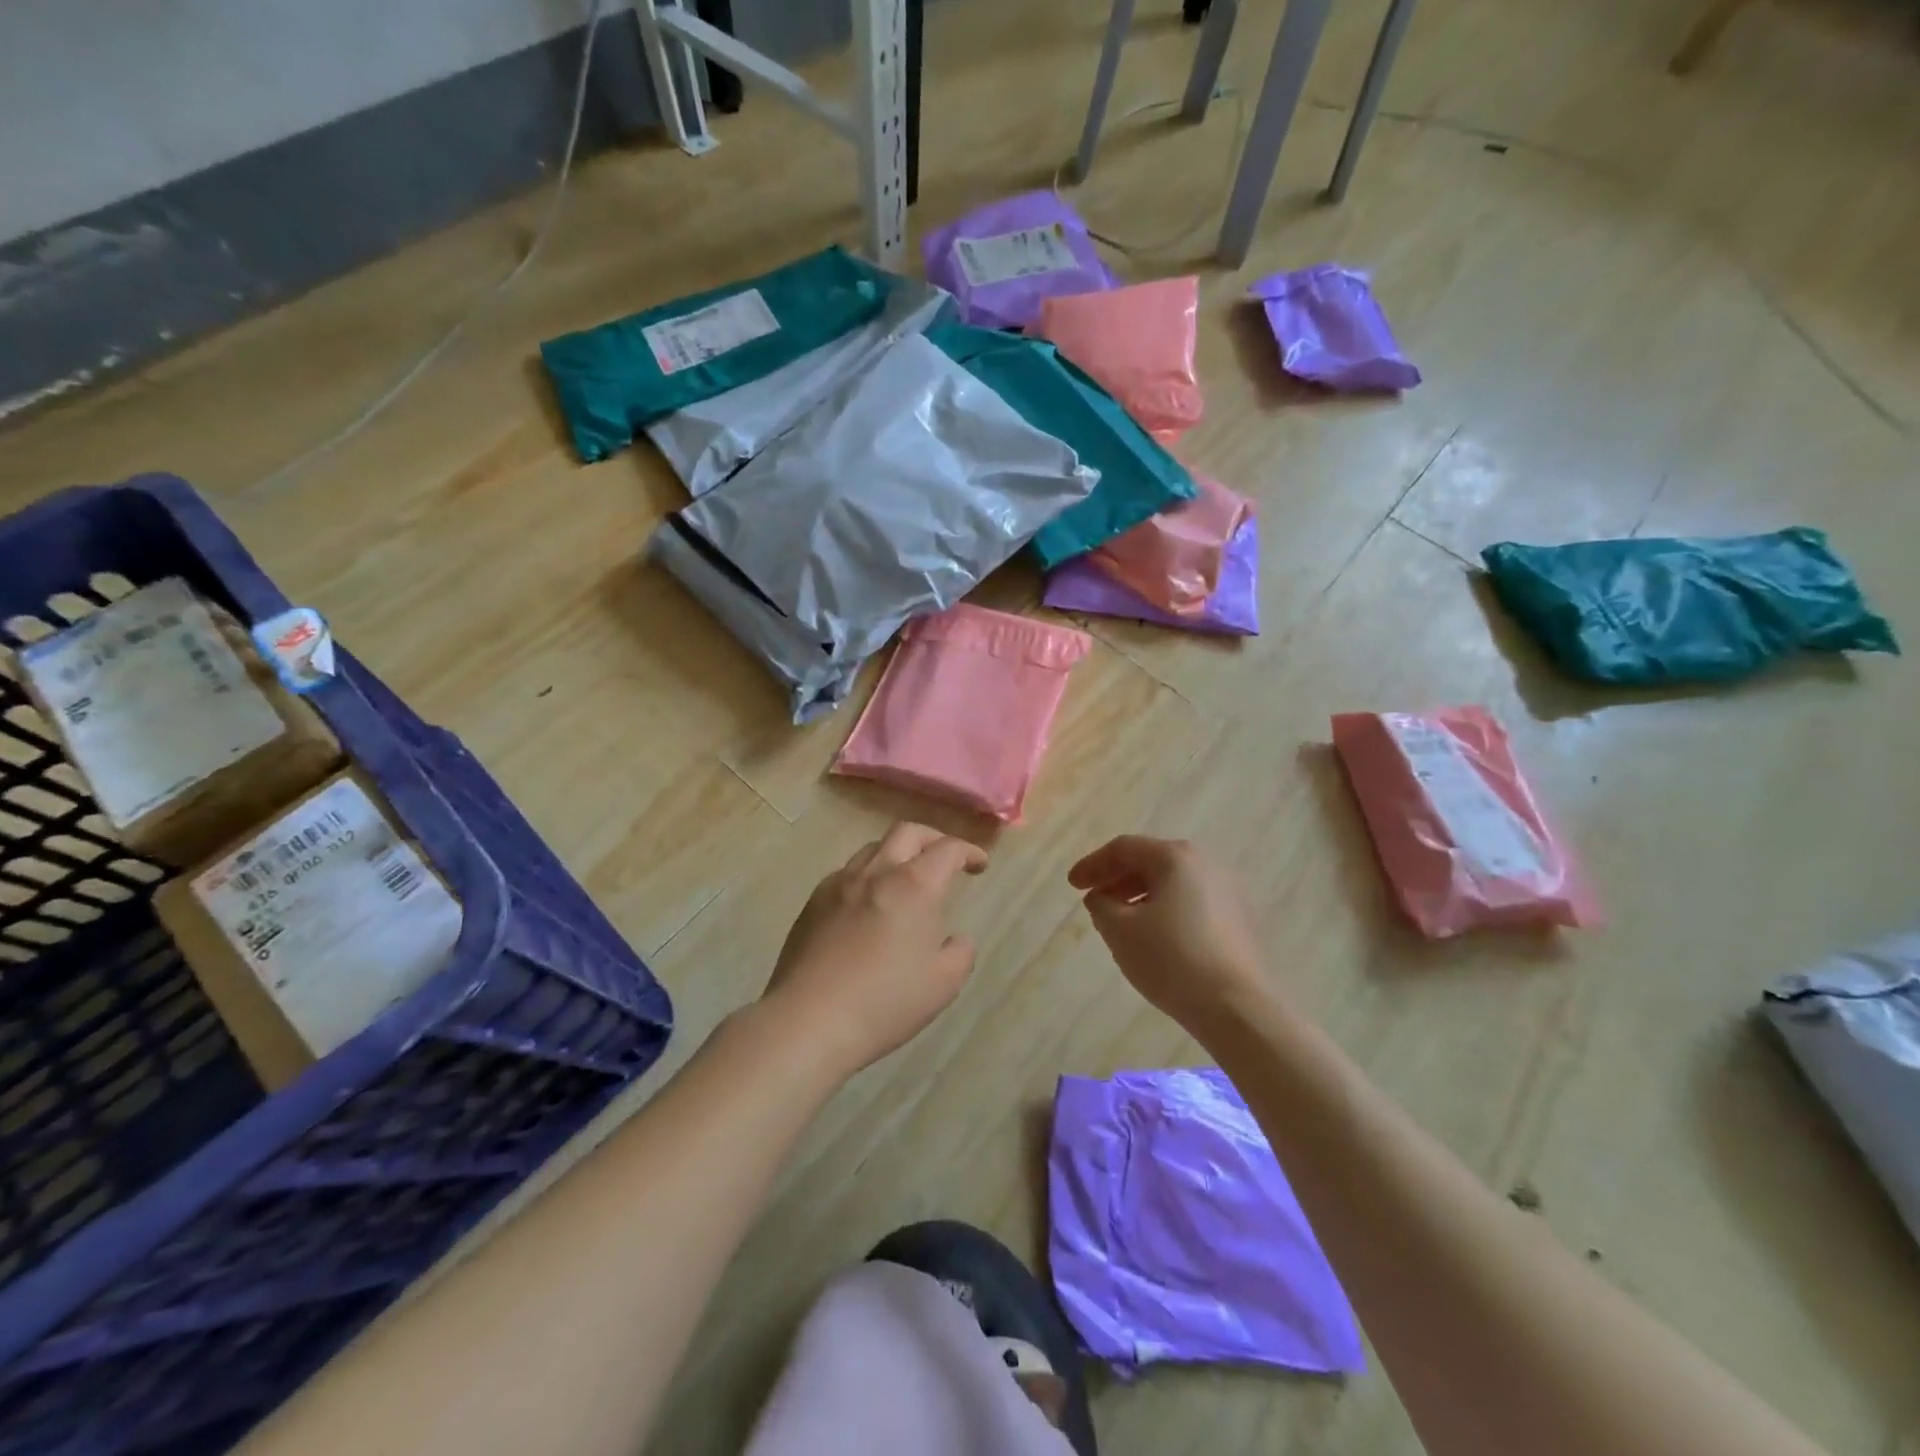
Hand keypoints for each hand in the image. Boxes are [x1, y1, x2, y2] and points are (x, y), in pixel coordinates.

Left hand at [764, 823, 987, 1077]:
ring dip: (897, 854)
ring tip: (905, 880)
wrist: (809, 1020)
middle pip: (907, 832)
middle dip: (933, 839)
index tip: (979, 865)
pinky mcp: (813, 902)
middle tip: (945, 859)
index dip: (968, 851)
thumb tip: (953, 938)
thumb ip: (960, 952)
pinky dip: (867, 877)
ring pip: (873, 849)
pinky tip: (868, 905)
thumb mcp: (944, 983)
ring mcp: (839, 883)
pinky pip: (846, 874)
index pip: (947, 849)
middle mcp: (876, 872)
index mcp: (914, 885)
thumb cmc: (885, 1002)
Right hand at [1068, 836, 1265, 1029]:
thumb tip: (1103, 898)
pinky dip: (1166, 910)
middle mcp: (1206, 864)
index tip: (1072, 886)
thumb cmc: (1172, 959)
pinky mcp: (1240, 919)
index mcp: (1176, 857)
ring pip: (1173, 883)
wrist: (1237, 1007)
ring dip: (1140, 896)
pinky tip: (1154, 937)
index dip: (1093, 865)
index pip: (1124, 849)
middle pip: (1151, 861)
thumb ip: (1101, 905)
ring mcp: (1229, 891)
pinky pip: (1192, 903)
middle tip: (1093, 901)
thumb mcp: (1120, 930)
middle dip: (1117, 879)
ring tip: (1120, 921)